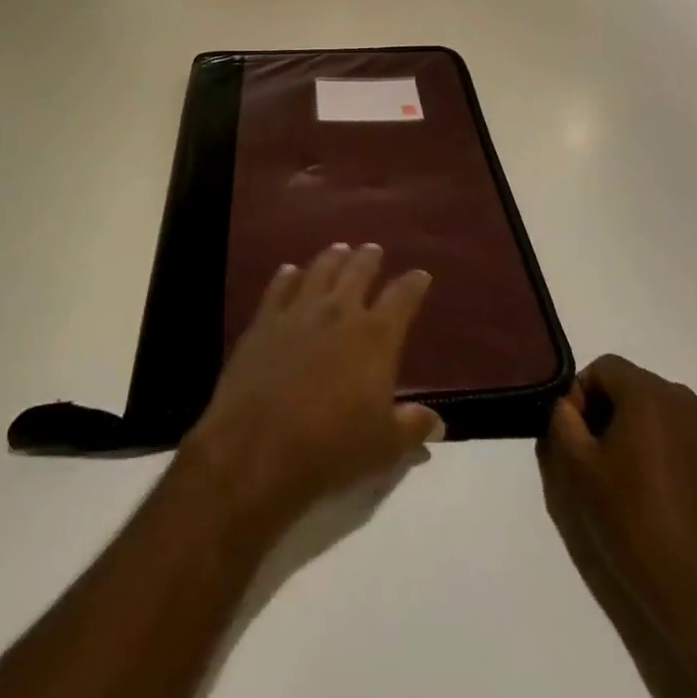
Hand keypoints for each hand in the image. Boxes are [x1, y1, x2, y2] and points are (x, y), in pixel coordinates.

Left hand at [180, 244, 441, 538]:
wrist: (258, 446)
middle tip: (372, 249)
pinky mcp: (265, 320)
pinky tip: (290, 271)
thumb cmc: (331, 448)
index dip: (413, 284)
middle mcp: (339, 312)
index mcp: (376, 337)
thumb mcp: (383, 447)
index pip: (402, 298)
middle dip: (368, 258)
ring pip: (320, 270)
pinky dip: (287, 276)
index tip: (420, 275)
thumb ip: (412, 428)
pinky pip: (279, 287)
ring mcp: (299, 311)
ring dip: (333, 258)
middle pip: (358, 272)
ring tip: (340, 249)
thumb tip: (438, 422)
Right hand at [540, 356, 696, 654]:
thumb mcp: (577, 468)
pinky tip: (661, 490)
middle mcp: (685, 401)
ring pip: (660, 411)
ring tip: (627, 474)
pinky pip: (686, 437)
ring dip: (637, 428)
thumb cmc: (633, 521)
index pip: (603, 367)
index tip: (574, 434)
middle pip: (633, 386)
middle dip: (608, 409)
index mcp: (648, 394)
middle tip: (594, 454)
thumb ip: (562, 420)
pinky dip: (667, 448)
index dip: (580, 394)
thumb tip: (568, 405)